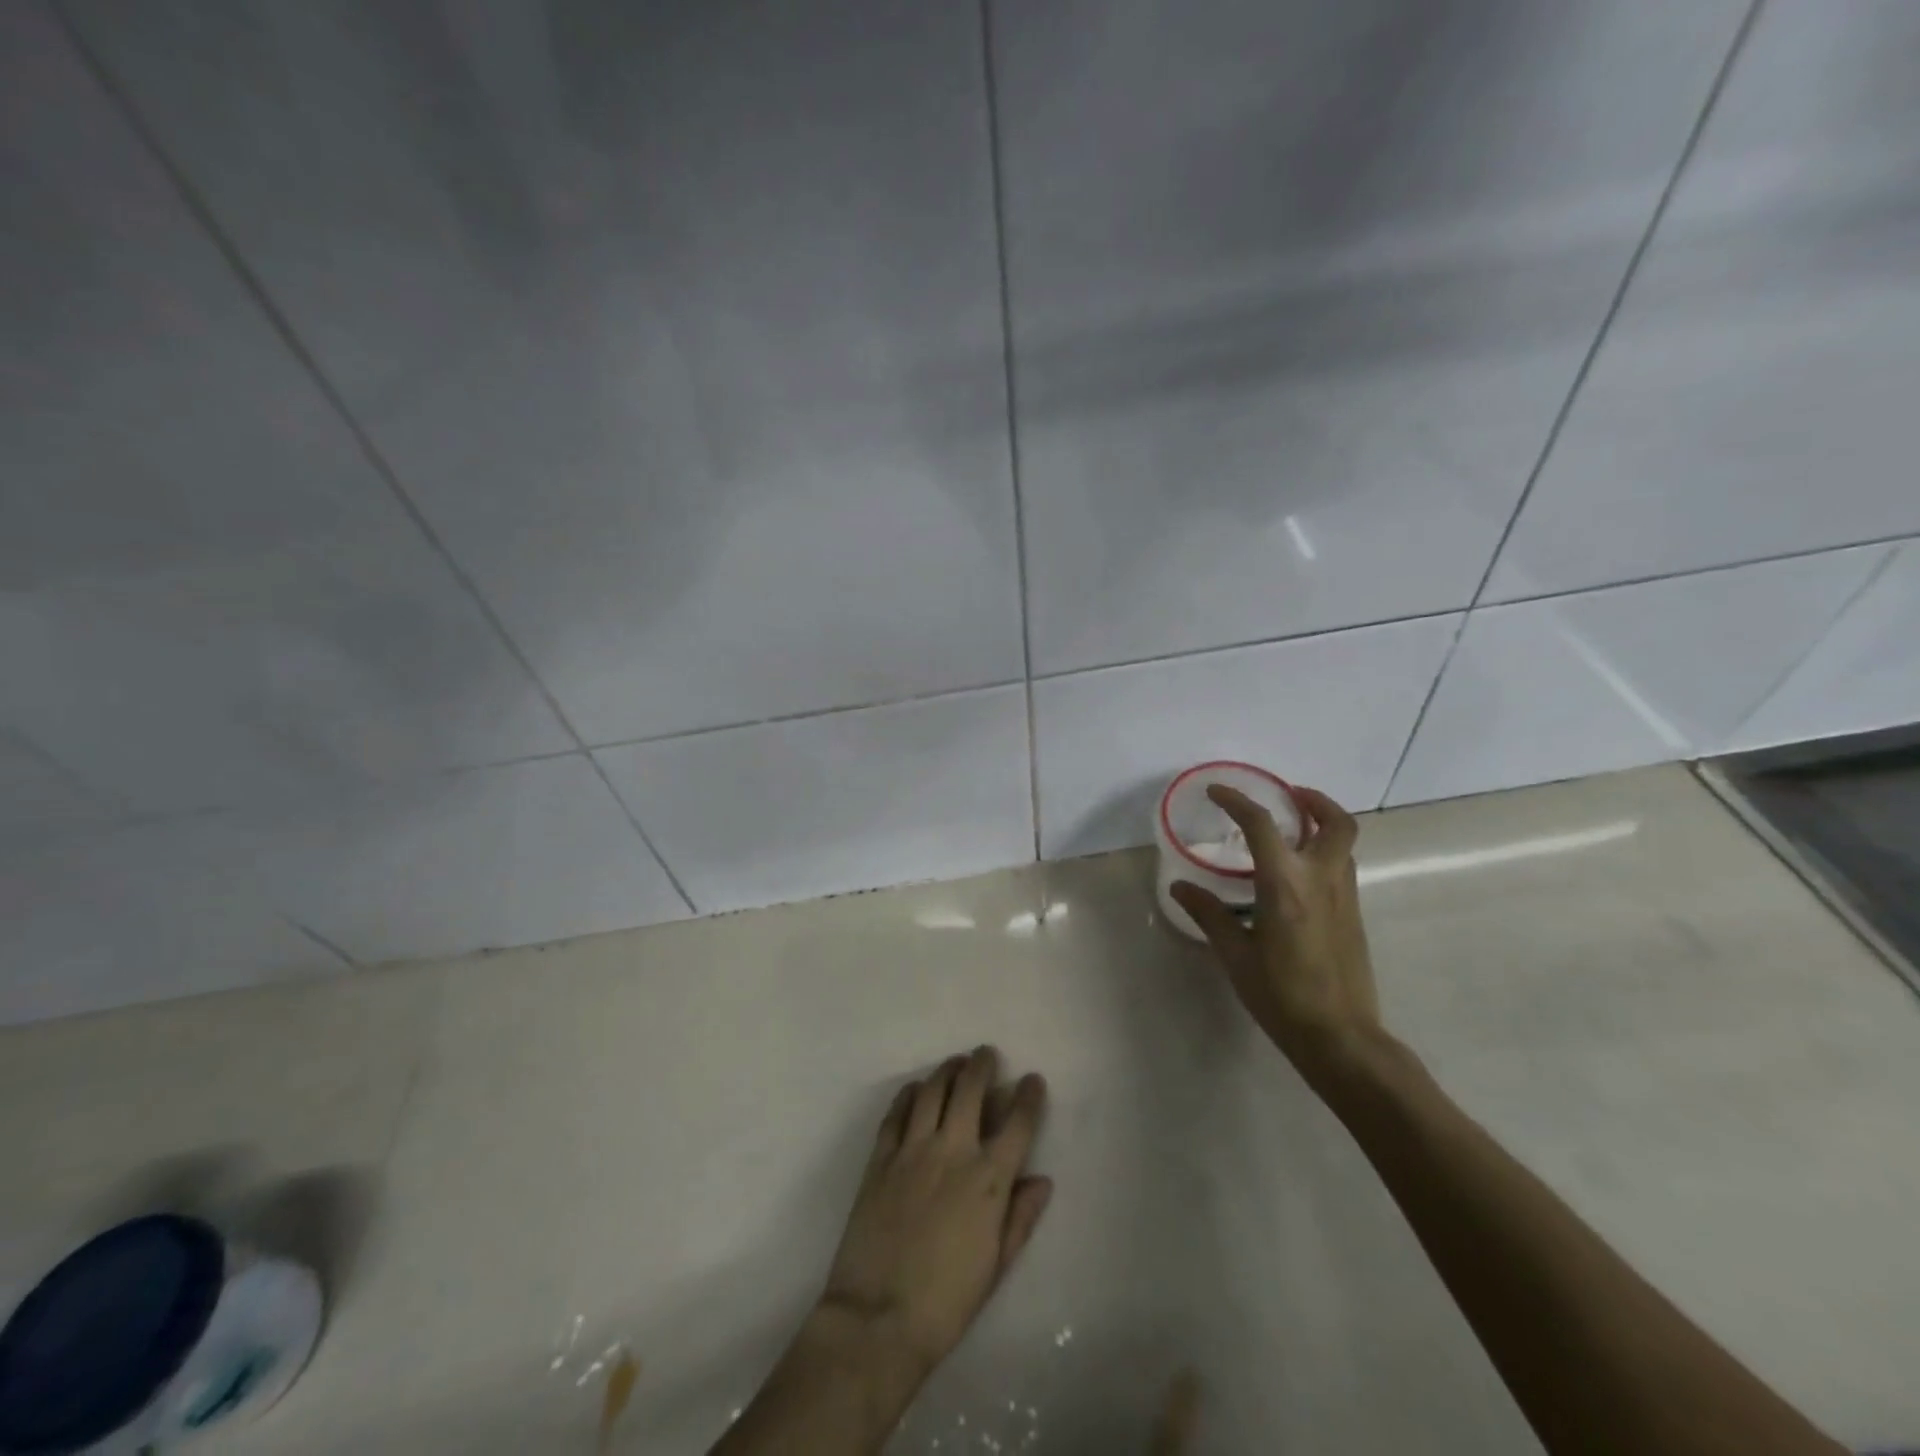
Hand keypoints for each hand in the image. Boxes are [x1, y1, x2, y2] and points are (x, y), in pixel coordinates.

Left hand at [819, 1047, 1050, 1378]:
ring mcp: (912, 1150)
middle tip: (986, 1054)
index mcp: (988, 1180)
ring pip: (932, 1091)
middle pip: (970, 1090)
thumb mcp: (996, 1266)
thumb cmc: (946, 1302)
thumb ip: (1020, 1217)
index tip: (1032, 1080)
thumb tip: (1041, 1180)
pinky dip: (908, 1094)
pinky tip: (915, 1088)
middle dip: (982, 1065)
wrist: (878, 1318)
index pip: (1017, 1124)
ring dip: (947, 1070)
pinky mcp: (880, 1158)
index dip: (1028, 1097)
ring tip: (955, 1062)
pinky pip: (896, 1113)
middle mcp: (953, 1152)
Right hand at [1169, 784, 1382, 1079]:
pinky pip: (1341, 867)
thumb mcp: (1236, 955)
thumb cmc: (1282, 995)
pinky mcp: (1353, 915)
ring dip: (1321, 824)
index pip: (1262, 824)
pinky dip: (1323, 852)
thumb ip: (1209, 914)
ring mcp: (1344, 897)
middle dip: (1313, 800)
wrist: (1341, 1037)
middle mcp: (1322, 880)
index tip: (1217, 792)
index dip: (1237, 801)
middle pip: (1335, 821)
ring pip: (1344, 843)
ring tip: (1290, 830)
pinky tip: (1296, 875)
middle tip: (1286, 796)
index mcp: (1286, 885)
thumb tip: (1180, 886)